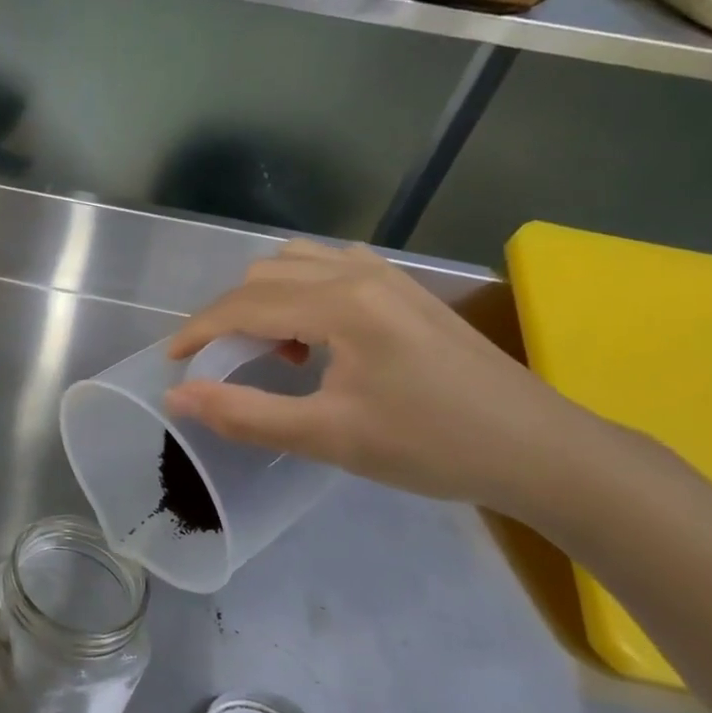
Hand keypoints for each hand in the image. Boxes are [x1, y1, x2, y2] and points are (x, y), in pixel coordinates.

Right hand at [164, 240, 593, 516]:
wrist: (540, 450)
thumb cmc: (431, 446)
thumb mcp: (328, 437)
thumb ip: (244, 413)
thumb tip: (178, 396)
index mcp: (340, 303)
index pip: (243, 303)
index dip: (198, 331)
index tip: (172, 362)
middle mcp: (358, 272)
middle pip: (263, 274)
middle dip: (229, 315)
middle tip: (223, 364)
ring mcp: (387, 275)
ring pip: (296, 262)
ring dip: (266, 298)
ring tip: (274, 349)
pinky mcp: (405, 288)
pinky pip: (331, 266)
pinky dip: (301, 291)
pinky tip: (317, 333)